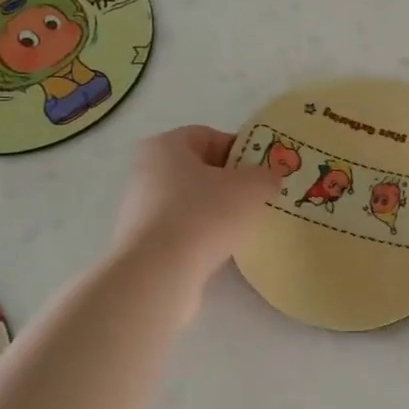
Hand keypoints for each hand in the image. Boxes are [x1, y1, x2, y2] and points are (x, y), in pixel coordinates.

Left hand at [112, 126, 280, 294]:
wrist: (160, 272)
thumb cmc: (205, 214)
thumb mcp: (252, 187)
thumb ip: (266, 175)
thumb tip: (269, 178)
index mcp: (165, 146)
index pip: (209, 136)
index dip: (241, 149)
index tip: (262, 171)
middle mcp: (146, 172)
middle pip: (200, 170)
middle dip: (231, 182)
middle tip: (258, 198)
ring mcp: (140, 208)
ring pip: (192, 201)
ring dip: (218, 211)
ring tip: (244, 227)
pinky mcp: (142, 242)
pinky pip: (182, 229)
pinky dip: (203, 235)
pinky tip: (222, 248)